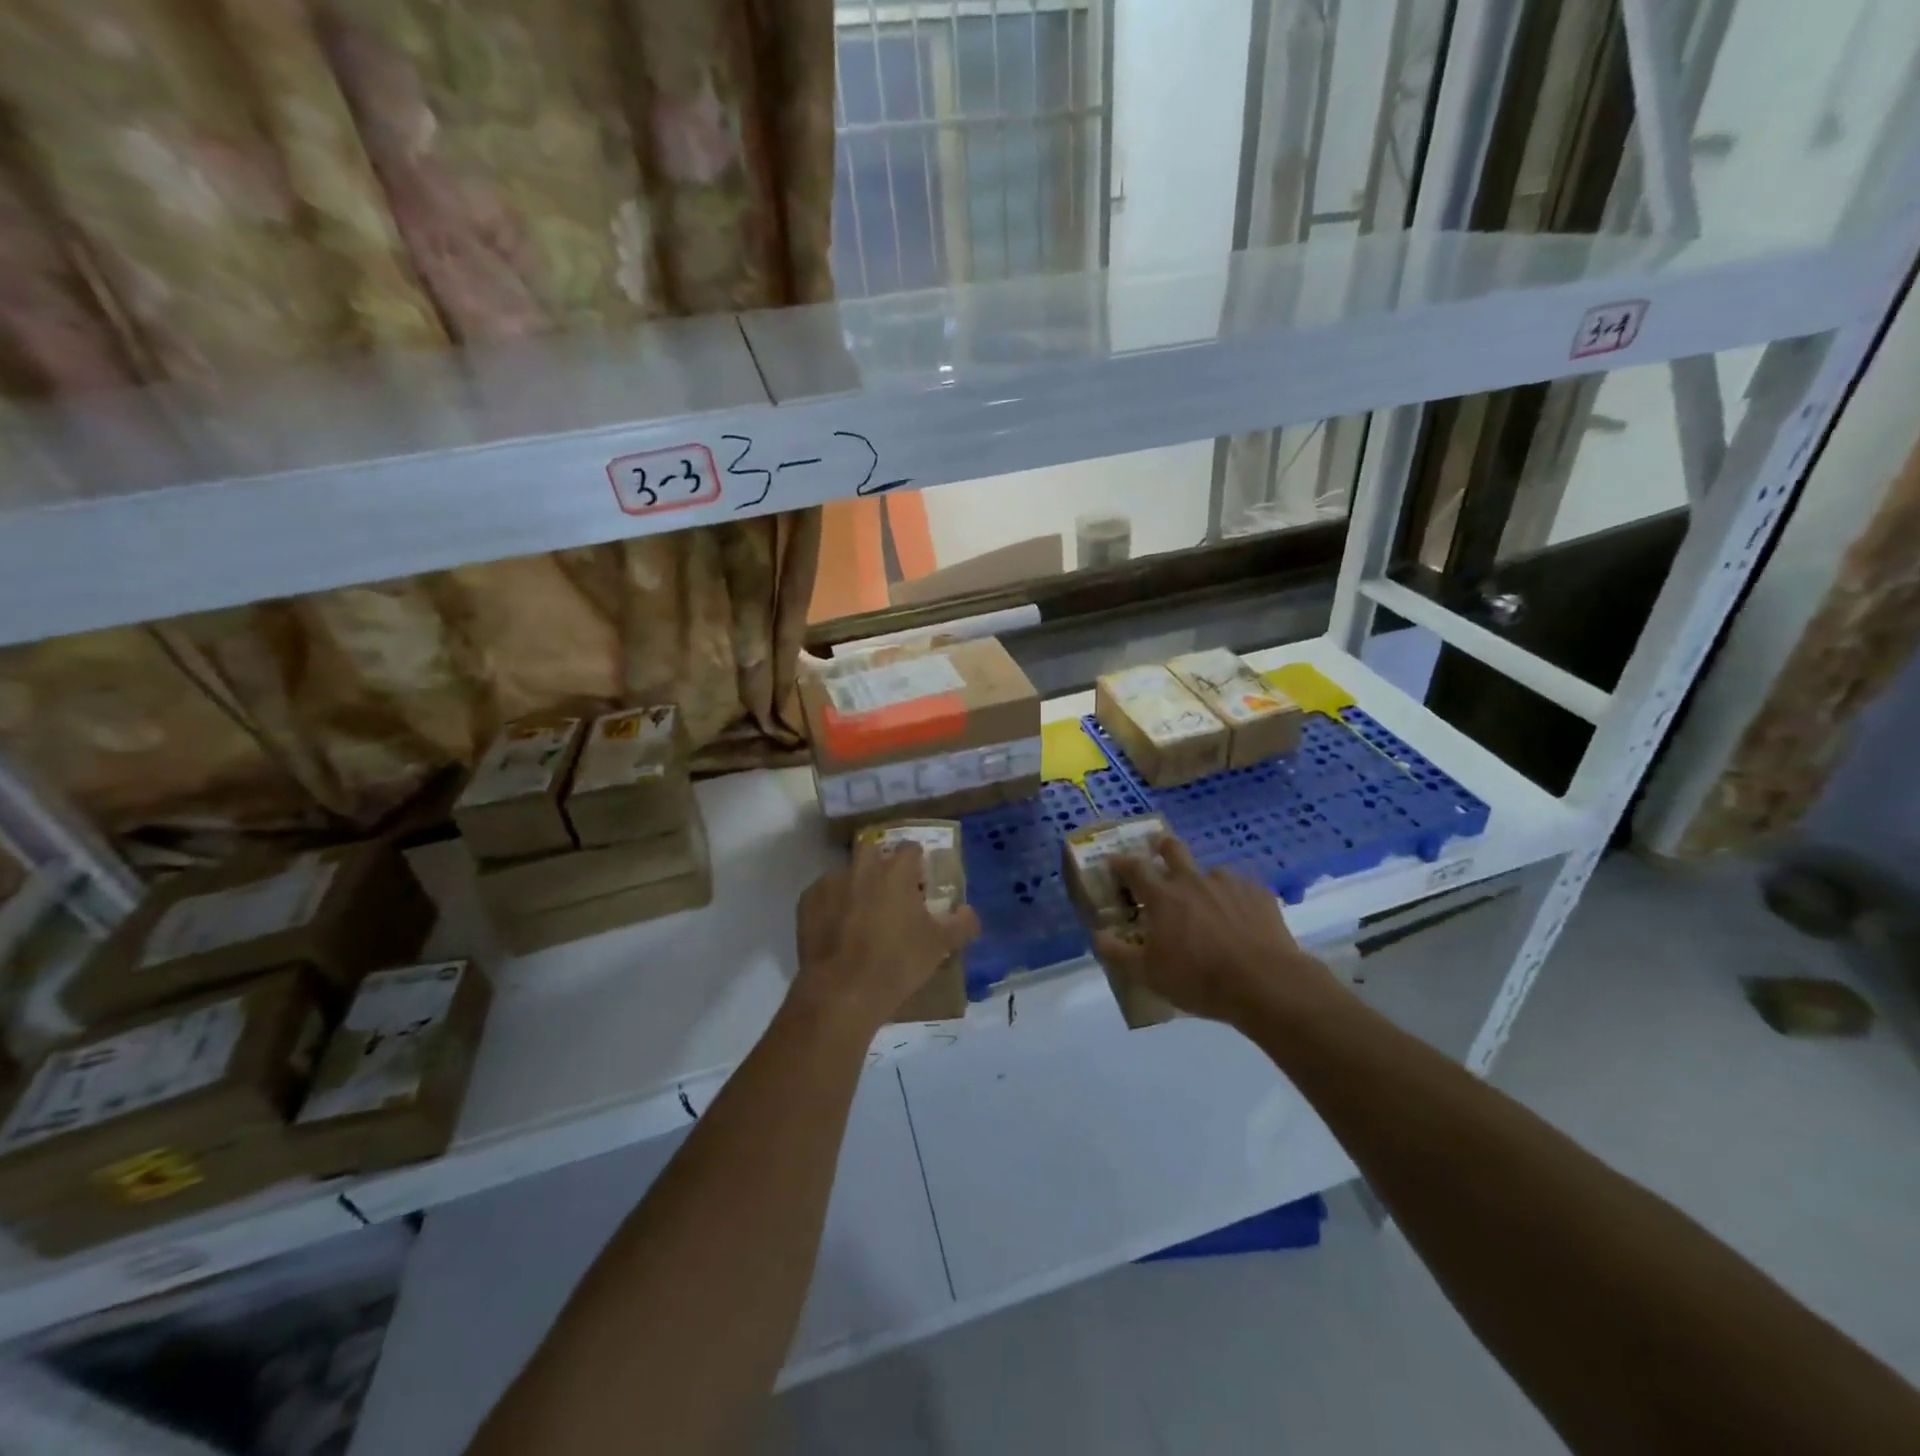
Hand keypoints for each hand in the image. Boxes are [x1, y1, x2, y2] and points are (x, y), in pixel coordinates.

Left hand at [792, 839, 980, 1034]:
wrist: (841, 993)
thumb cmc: (896, 964)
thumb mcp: (939, 946)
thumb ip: (961, 924)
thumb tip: (970, 912)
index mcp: (896, 871)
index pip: (911, 849)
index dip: (917, 862)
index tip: (920, 881)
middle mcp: (862, 867)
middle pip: (873, 849)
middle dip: (881, 862)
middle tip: (890, 891)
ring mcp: (830, 882)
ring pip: (846, 872)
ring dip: (855, 884)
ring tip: (861, 913)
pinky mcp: (807, 902)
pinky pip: (823, 893)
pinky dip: (832, 904)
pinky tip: (837, 928)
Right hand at [1094, 834, 1339, 1026]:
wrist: (1264, 983)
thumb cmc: (1198, 978)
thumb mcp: (1148, 974)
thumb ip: (1118, 953)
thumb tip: (1097, 935)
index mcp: (1163, 896)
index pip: (1134, 867)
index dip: (1121, 862)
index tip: (1113, 862)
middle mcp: (1193, 880)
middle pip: (1173, 848)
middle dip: (1161, 845)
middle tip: (1158, 849)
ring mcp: (1229, 884)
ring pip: (1211, 871)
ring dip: (1203, 881)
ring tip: (1208, 901)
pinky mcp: (1259, 894)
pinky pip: (1242, 889)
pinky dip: (1235, 899)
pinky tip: (1240, 918)